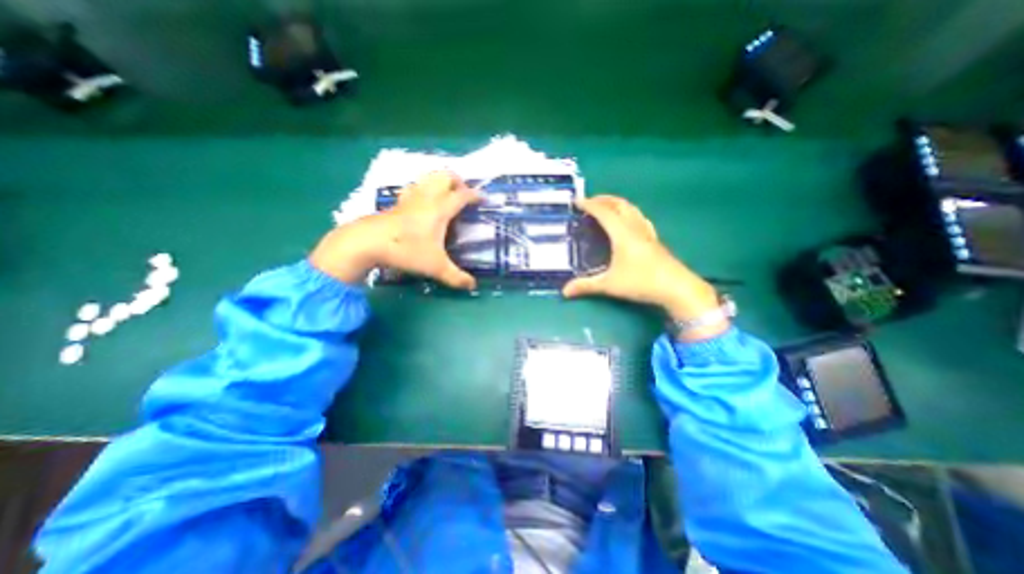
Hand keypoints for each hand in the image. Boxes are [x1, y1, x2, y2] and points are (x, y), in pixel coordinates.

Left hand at [307, 170, 479, 285]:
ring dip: (440, 181)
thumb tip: (473, 286)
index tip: (484, 199)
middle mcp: (427, 198)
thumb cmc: (406, 251)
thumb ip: (456, 277)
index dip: (475, 195)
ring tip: (446, 196)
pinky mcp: (398, 202)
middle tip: (463, 196)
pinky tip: (423, 202)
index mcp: (440, 209)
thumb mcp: (436, 267)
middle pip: (445, 176)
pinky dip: (423, 188)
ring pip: (428, 177)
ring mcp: (410, 198)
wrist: (367, 243)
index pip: (462, 195)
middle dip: (458, 181)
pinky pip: (414, 187)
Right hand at [560, 196, 727, 338]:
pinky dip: (628, 213)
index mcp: (622, 234)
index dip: (589, 205)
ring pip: (631, 209)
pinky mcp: (654, 240)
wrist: (677, 288)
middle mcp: (635, 228)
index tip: (576, 201)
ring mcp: (647, 233)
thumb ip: (586, 286)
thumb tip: (564, 292)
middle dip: (603, 199)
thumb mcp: (610, 285)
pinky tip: (628, 221)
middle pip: (619, 205)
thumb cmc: (642, 282)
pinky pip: (639, 218)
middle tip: (589, 202)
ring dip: (617, 204)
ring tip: (606, 207)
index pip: (603, 212)